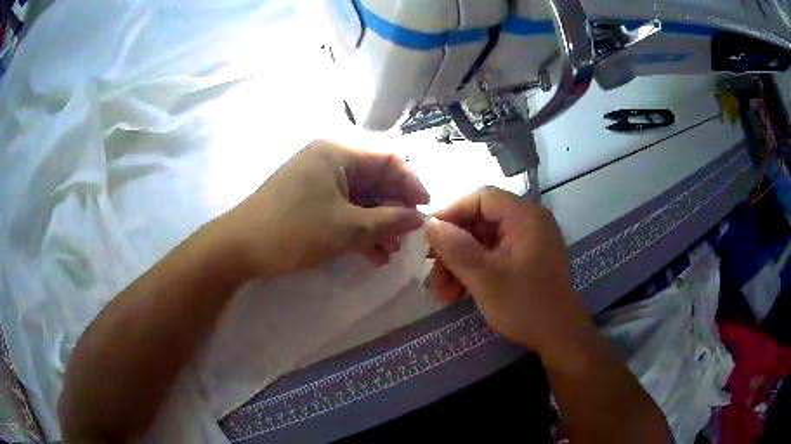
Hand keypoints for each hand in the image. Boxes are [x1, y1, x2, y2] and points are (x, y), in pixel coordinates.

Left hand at [218, 140, 429, 278]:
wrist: (239, 248)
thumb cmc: (294, 230)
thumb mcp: (347, 228)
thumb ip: (388, 221)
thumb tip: (419, 218)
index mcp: (338, 152)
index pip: (388, 158)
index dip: (411, 183)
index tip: (425, 210)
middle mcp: (329, 159)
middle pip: (375, 178)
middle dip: (394, 209)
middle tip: (406, 237)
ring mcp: (318, 180)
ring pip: (360, 198)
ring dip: (378, 224)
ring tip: (389, 252)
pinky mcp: (310, 200)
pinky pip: (343, 209)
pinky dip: (358, 229)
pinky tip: (371, 255)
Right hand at [426, 187, 590, 356]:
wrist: (560, 337)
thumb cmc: (525, 304)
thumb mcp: (484, 277)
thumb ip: (455, 247)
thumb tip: (430, 225)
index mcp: (525, 216)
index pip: (482, 197)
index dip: (452, 212)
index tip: (428, 234)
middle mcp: (529, 222)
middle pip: (481, 221)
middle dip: (453, 247)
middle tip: (432, 270)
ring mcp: (529, 242)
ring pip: (484, 242)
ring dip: (460, 263)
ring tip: (442, 291)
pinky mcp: (527, 260)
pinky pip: (495, 256)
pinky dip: (475, 270)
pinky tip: (458, 294)